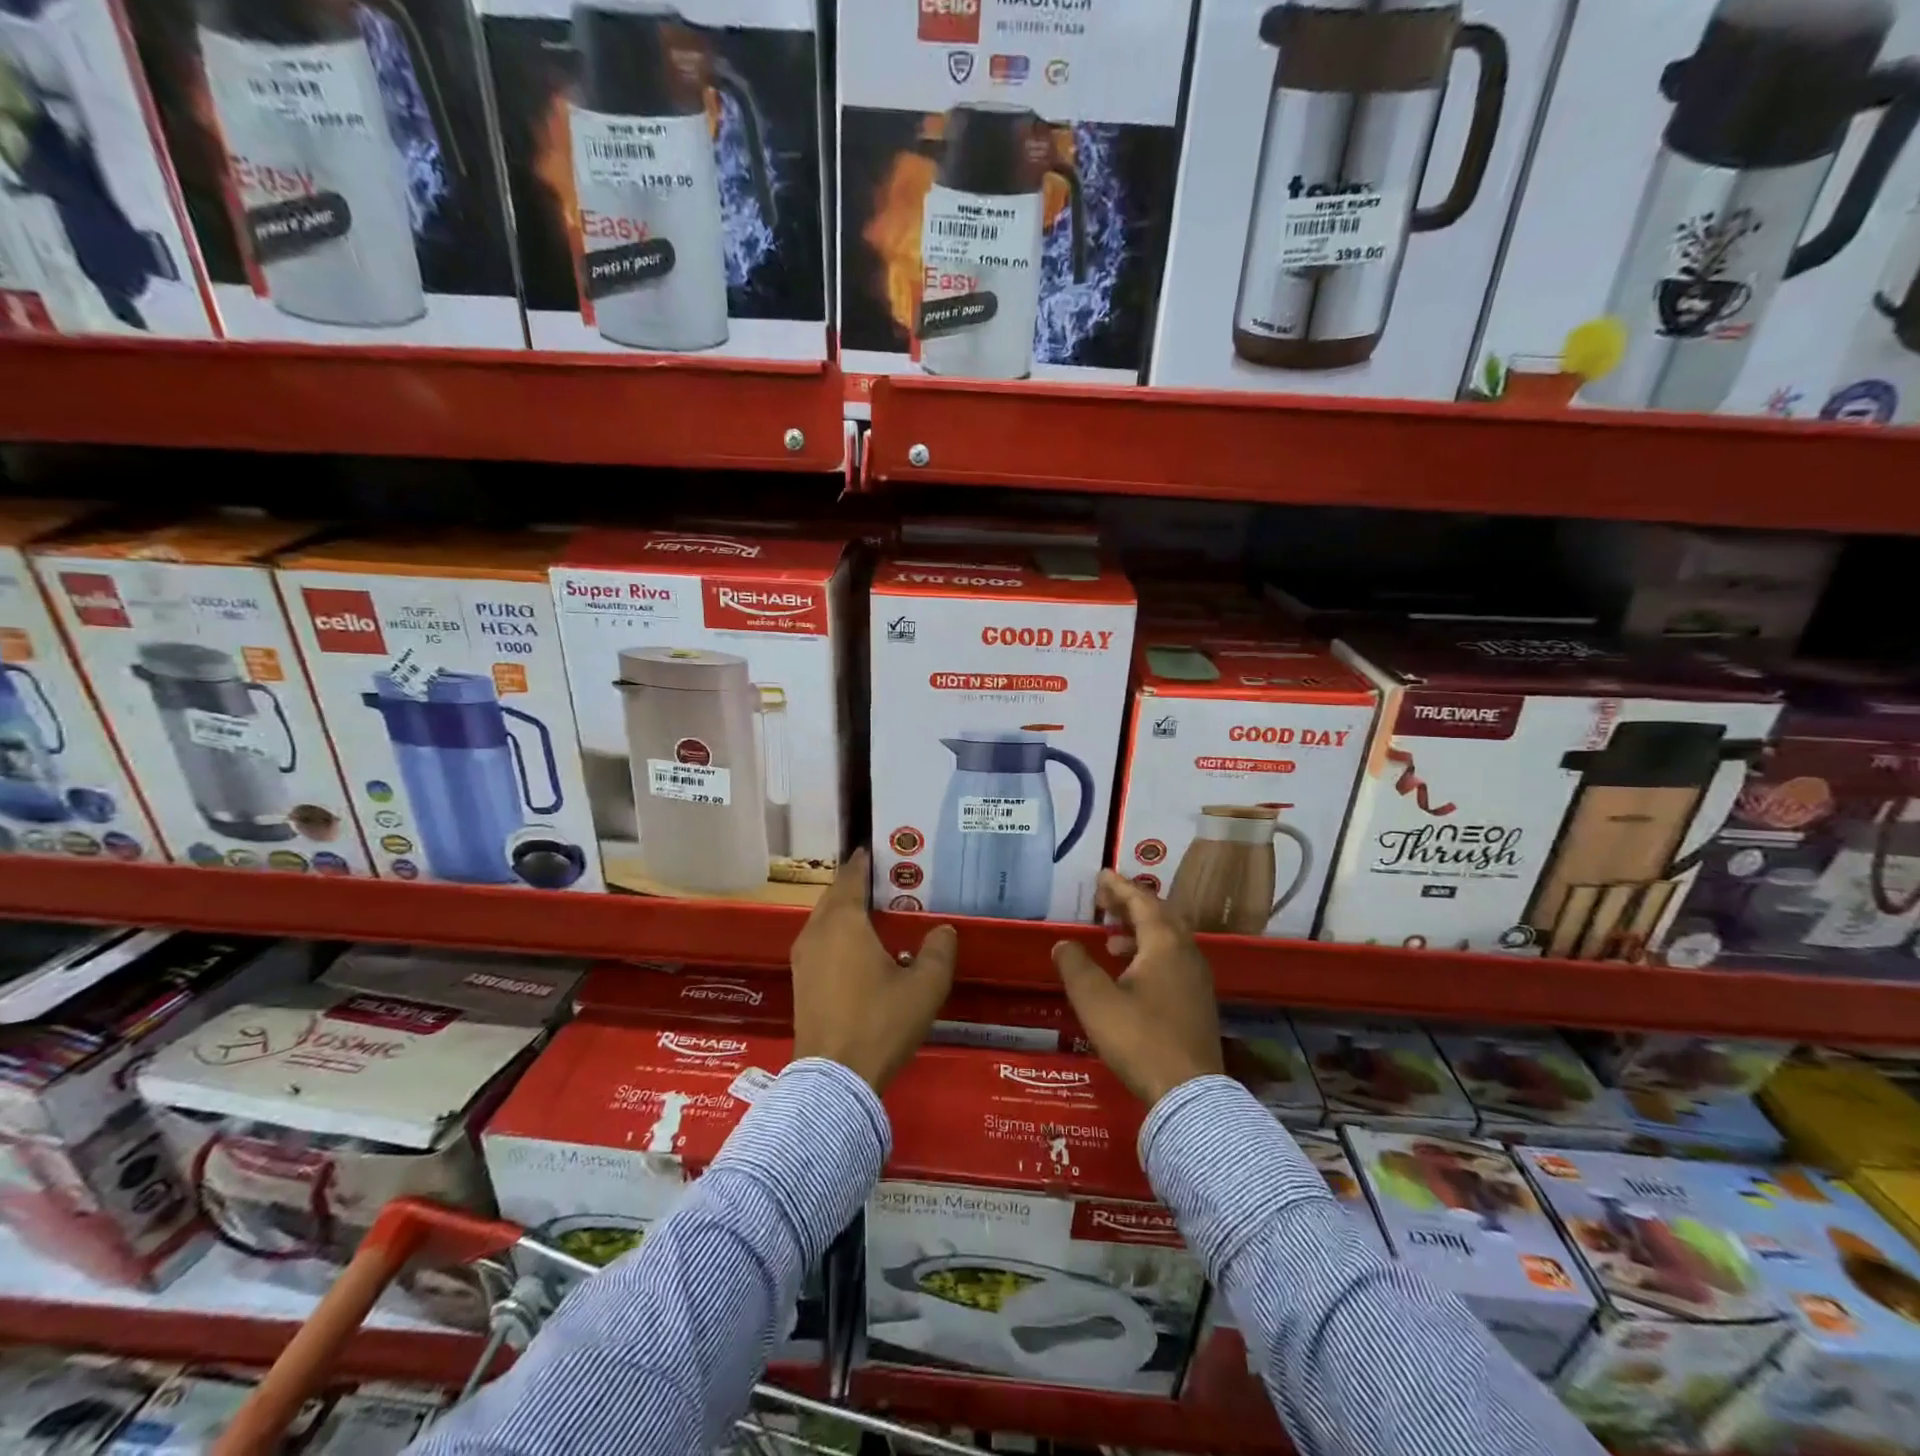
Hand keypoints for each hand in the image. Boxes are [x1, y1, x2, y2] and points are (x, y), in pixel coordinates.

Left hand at [791, 849, 957, 1091]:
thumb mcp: (924, 987)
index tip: (880, 850)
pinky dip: (838, 934)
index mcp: (842, 922)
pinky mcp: (800, 982)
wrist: (833, 1080)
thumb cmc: (880, 1023)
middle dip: (857, 885)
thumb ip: (938, 951)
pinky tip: (861, 949)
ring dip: (846, 911)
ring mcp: (803, 959)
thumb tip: (944, 930)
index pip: (851, 877)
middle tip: (887, 881)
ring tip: (877, 912)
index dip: (864, 861)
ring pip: (825, 920)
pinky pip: (820, 942)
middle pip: (835, 896)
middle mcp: (816, 932)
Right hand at [1053, 871, 1222, 1105]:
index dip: (1120, 887)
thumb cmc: (1139, 1039)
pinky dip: (1150, 953)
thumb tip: (1064, 944)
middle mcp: (1187, 954)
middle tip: (1105, 900)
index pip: (1142, 902)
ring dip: (1140, 931)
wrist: (1189, 1094)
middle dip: (1131, 905)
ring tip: (1110, 939)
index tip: (1101, 875)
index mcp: (1165, 945)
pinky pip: (1173, 960)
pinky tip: (1131, 974)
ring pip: (1168, 940)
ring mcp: (1197, 979)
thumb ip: (1075, 966)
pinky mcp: (1198, 1002)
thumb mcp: (1095, 1001)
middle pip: (1160, 916)